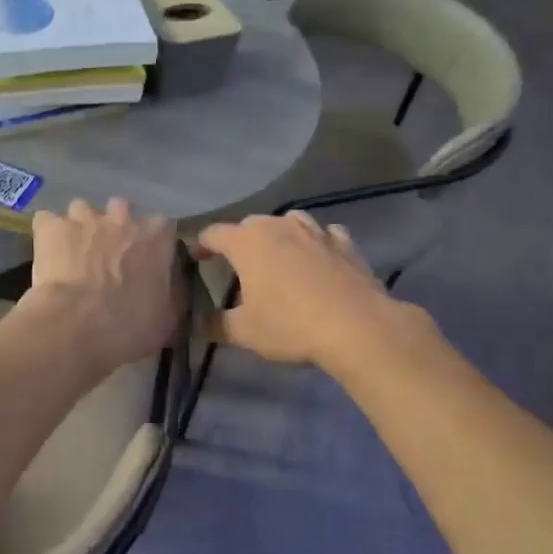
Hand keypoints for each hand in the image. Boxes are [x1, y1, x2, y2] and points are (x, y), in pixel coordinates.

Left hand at [22, 198, 180, 372]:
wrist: (77, 326)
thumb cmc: (129, 326)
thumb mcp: (167, 318)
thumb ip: (173, 293)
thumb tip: (171, 285)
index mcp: (156, 237)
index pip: (162, 227)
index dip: (152, 243)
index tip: (145, 261)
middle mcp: (122, 218)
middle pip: (121, 210)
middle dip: (114, 228)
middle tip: (107, 257)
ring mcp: (84, 218)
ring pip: (82, 210)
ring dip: (80, 227)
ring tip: (73, 253)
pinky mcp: (50, 226)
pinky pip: (47, 221)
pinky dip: (48, 234)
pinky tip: (46, 253)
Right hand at [194, 212, 425, 369]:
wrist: (356, 326)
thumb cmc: (290, 324)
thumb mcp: (244, 332)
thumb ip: (214, 324)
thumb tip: (195, 322)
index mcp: (247, 242)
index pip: (213, 234)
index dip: (201, 245)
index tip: (196, 258)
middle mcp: (279, 226)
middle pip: (250, 225)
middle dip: (240, 241)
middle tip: (236, 266)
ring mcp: (315, 231)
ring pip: (289, 221)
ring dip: (278, 235)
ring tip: (277, 256)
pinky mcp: (345, 243)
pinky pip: (324, 234)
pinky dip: (316, 242)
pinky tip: (318, 257)